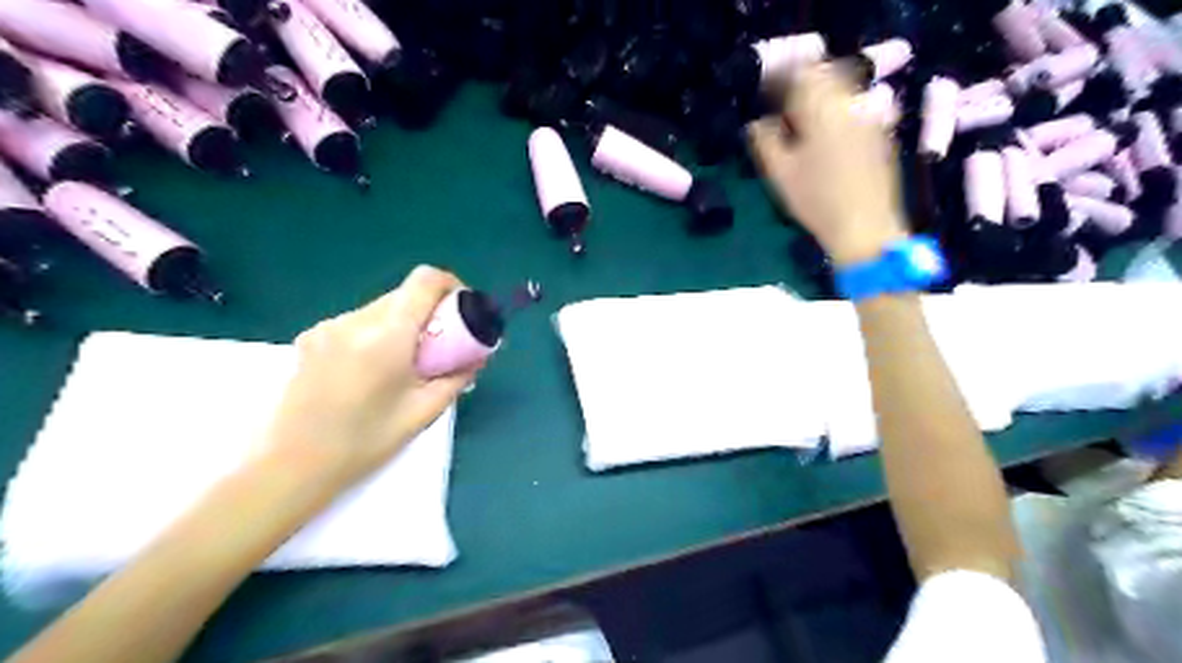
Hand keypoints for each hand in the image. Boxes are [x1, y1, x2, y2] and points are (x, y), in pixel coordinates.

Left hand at [259, 263, 478, 491]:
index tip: (461, 310)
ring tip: (405, 362)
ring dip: (402, 323)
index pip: (425, 280)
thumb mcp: (424, 412)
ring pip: (380, 307)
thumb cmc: (366, 441)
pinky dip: (377, 333)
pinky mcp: (311, 338)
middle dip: (429, 311)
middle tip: (439, 345)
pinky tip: (372, 369)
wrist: (293, 465)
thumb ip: (456, 377)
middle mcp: (355, 320)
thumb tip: (477, 357)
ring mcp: (328, 327)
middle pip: (403, 294)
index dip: (450, 285)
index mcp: (387, 334)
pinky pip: (357, 322)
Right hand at [753, 64, 906, 264]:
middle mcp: (851, 103)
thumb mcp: (780, 173)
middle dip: (804, 82)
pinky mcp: (883, 134)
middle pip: (827, 75)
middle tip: (785, 101)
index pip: (801, 73)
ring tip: (805, 117)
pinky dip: (839, 112)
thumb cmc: (817, 200)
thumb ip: (766, 140)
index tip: (767, 88)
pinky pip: (858, 108)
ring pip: (844, 91)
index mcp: (823, 107)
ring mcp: (872, 117)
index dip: (782, 75)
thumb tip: (757, 123)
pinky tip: (829, 134)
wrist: (866, 227)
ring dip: (823, 96)